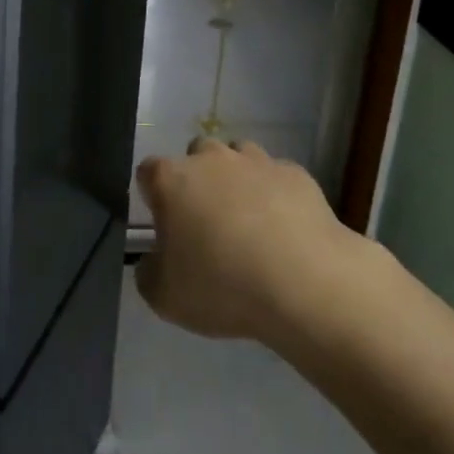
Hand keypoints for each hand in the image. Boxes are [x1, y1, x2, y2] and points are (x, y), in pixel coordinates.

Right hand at [135, 137, 357, 343]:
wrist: (305, 283)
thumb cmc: (223, 286)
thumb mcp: (164, 297)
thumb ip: (149, 273)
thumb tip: (154, 261)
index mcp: (171, 180)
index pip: (148, 172)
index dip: (153, 197)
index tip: (165, 227)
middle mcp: (211, 159)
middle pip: (196, 155)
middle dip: (198, 180)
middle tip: (207, 224)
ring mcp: (256, 161)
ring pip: (238, 157)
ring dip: (237, 180)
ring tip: (249, 222)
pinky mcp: (295, 174)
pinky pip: (277, 177)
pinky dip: (276, 194)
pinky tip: (285, 228)